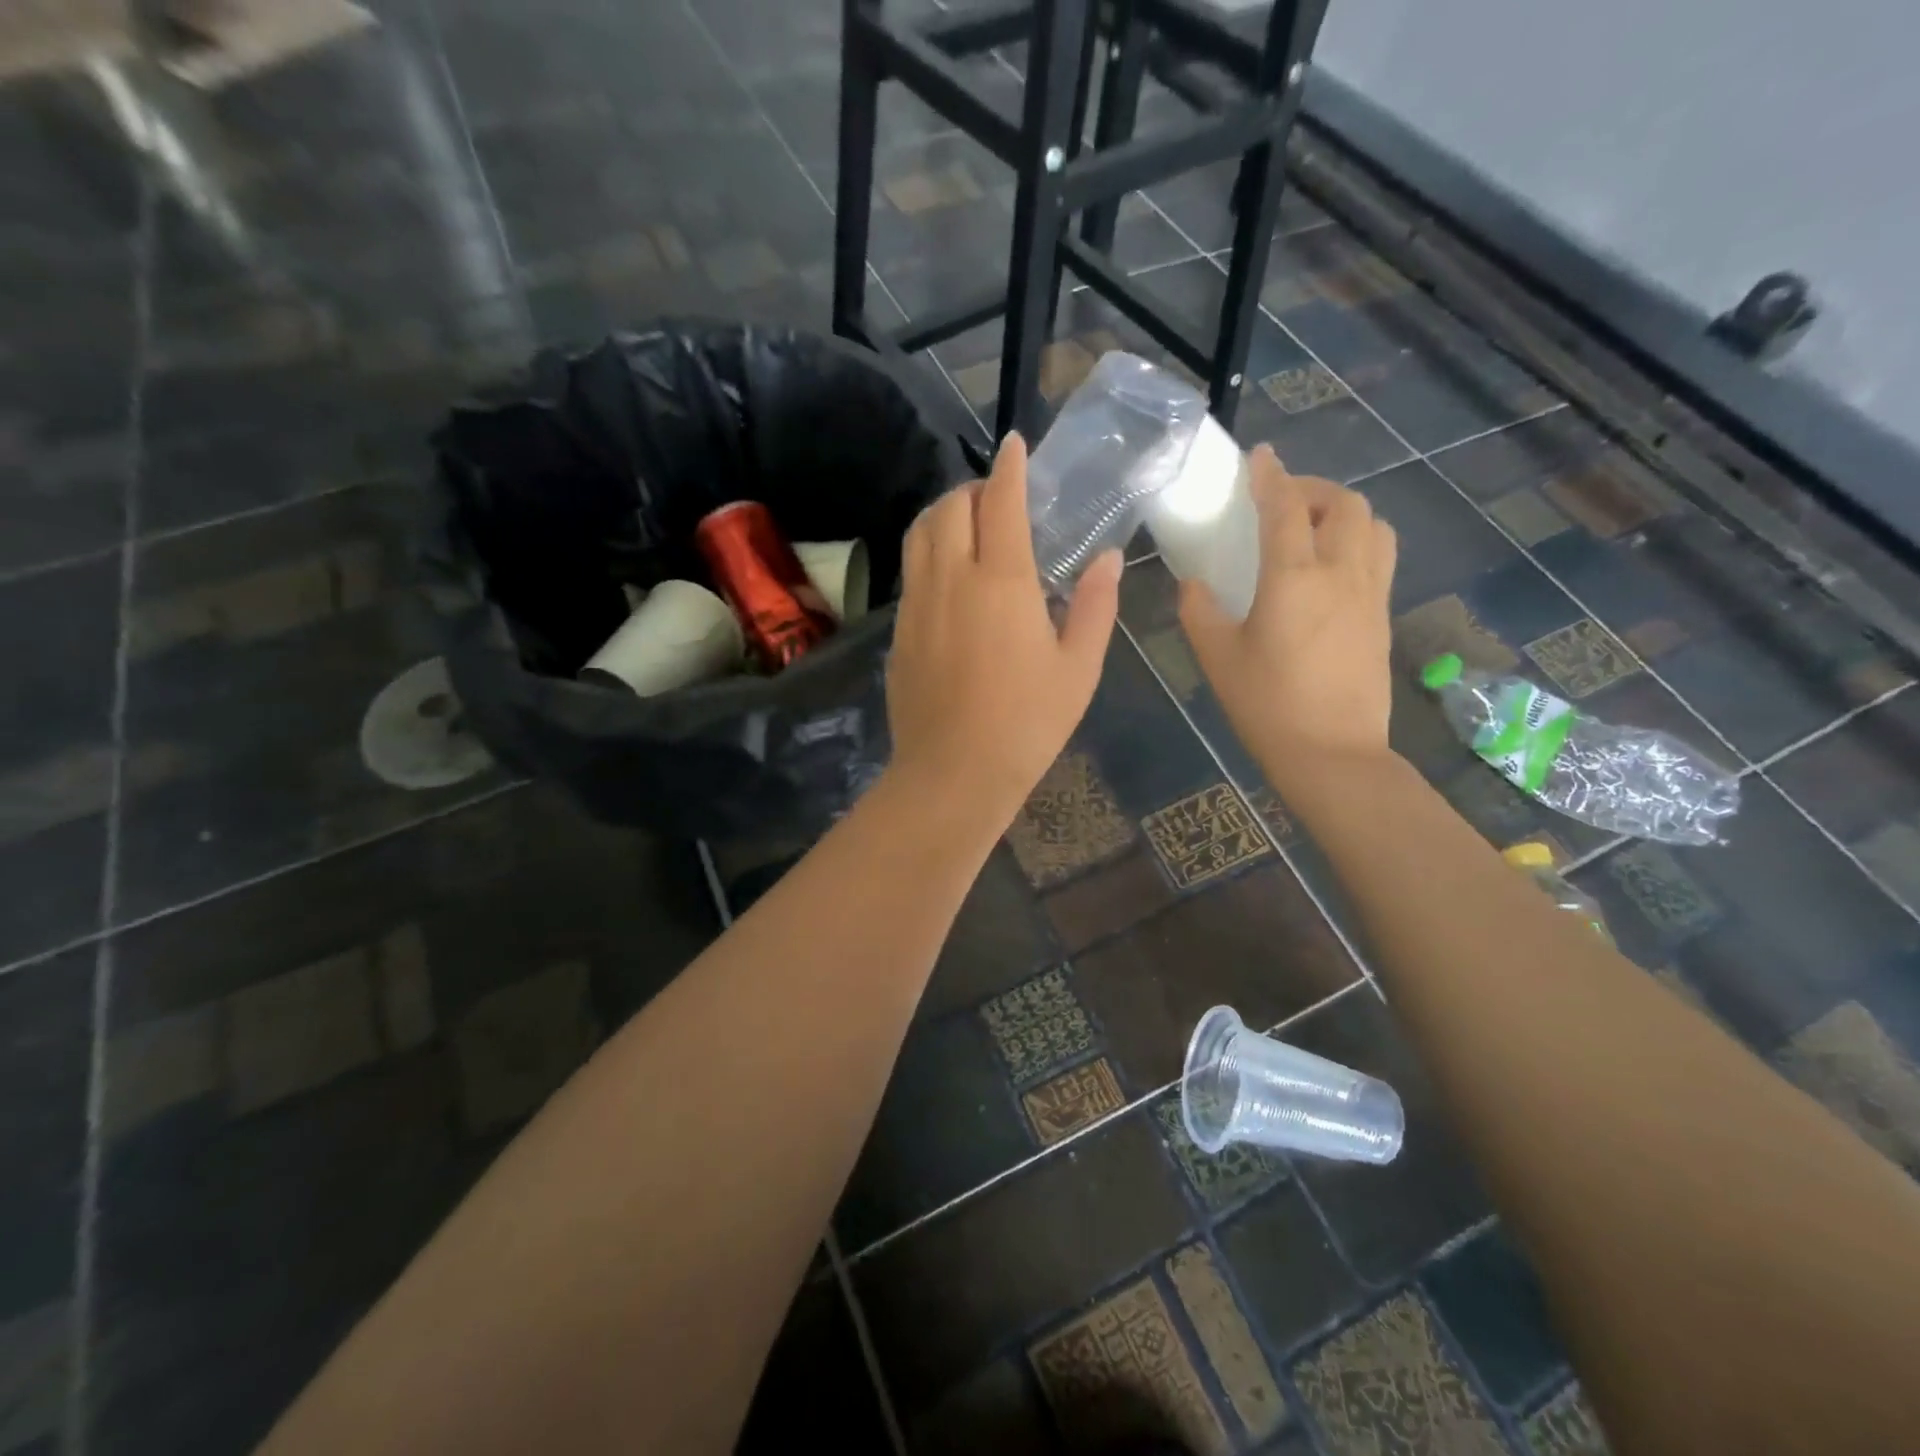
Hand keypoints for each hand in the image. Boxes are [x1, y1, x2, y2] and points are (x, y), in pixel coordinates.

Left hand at [886, 433, 1121, 821]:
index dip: (1009, 467)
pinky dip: (929, 552)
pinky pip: (912, 571)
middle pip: (951, 507)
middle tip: (998, 500)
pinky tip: (949, 578)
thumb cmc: (1027, 724)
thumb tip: (1105, 558)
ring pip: (920, 534)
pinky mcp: (898, 631)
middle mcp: (951, 579)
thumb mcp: (1078, 668)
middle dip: (973, 489)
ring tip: (968, 526)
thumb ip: (1094, 606)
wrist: (953, 774)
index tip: (1015, 444)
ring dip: (944, 515)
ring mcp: (917, 604)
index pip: (1000, 501)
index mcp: (1002, 581)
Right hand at [1179, 446, 1396, 782]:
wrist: (1332, 753)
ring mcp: (1370, 593)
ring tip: (1312, 527)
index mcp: (1294, 578)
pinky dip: (1357, 539)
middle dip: (1312, 488)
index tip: (1259, 456)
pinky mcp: (1383, 616)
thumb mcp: (1216, 656)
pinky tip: (1331, 566)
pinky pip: (1380, 555)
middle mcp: (1341, 572)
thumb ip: (1200, 610)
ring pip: (1373, 524)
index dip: (1271, 476)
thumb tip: (1194, 583)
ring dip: (1342, 511)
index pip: (1286, 507)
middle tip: (1281, 500)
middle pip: (1343, 504)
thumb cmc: (1265, 704)